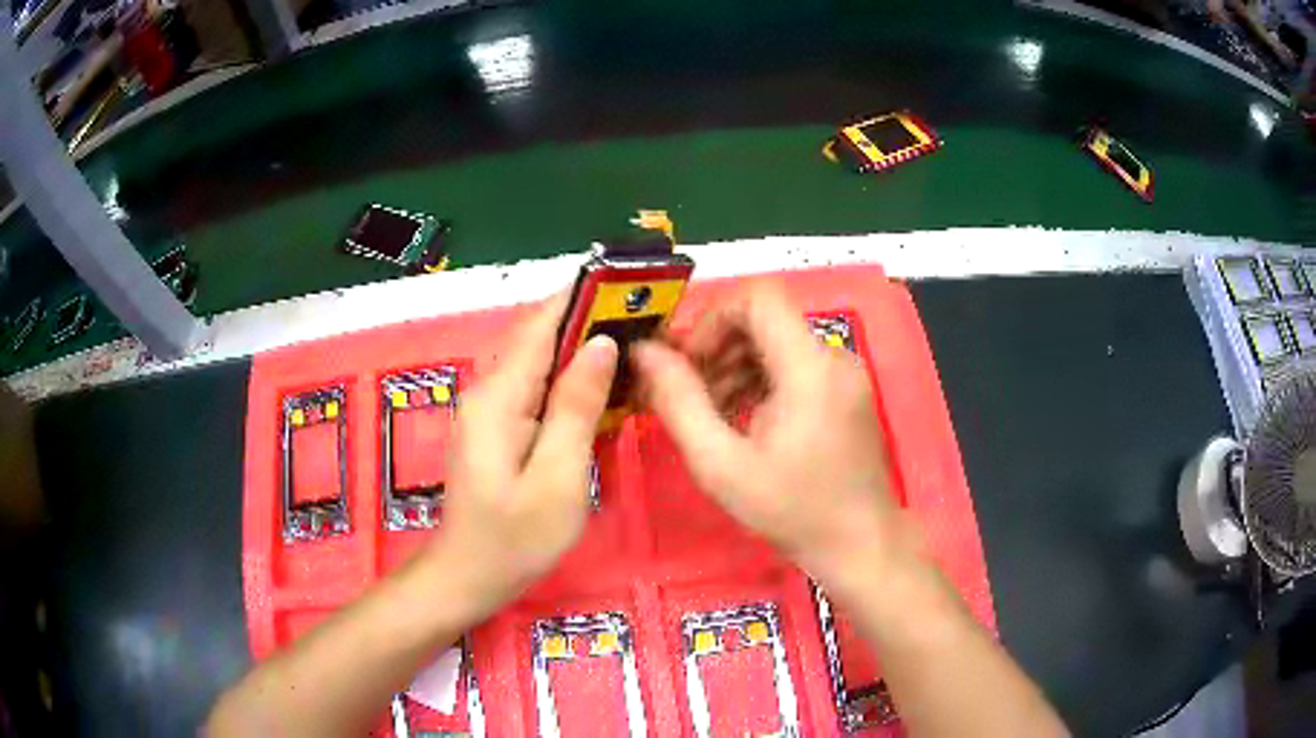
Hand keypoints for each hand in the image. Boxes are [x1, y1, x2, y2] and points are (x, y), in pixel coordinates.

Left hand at [433, 296, 617, 617]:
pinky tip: (609, 393)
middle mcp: (491, 391)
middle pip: (544, 339)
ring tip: (642, 352)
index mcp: (499, 397)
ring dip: (589, 354)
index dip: (586, 298)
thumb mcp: (557, 479)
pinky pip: (541, 391)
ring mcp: (493, 409)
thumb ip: (577, 409)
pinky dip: (576, 385)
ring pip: (545, 364)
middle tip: (652, 327)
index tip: (633, 287)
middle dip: (595, 325)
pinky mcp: (501, 427)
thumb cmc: (514, 540)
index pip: (542, 325)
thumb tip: (602, 344)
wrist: (469, 578)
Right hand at [633, 283, 904, 587]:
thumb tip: (643, 352)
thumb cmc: (793, 511)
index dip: (713, 319)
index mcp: (809, 368)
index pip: (758, 297)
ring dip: (736, 366)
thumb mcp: (721, 465)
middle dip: (718, 348)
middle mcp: (834, 357)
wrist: (860, 544)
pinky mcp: (847, 390)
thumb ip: (678, 402)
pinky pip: (795, 365)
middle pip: (765, 320)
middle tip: (688, 395)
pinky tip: (742, 420)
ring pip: (778, 342)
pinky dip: (761, 380)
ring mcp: (845, 373)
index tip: (688, 363)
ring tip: (711, 415)